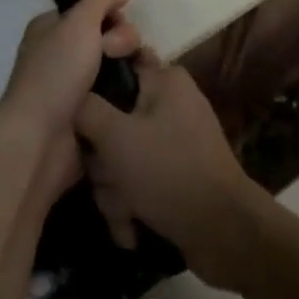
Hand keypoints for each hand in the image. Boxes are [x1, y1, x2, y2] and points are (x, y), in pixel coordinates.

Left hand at [0, 0, 140, 195]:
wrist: (41, 141)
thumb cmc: (55, 73)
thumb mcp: (78, 22)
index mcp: (52, 28)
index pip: (91, 8)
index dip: (110, 12)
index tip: (116, 21)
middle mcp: (61, 53)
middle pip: (108, 35)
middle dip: (121, 40)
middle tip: (113, 54)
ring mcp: (75, 85)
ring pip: (116, 65)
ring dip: (129, 67)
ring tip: (132, 78)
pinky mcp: (90, 114)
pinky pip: (118, 94)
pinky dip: (128, 93)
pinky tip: (137, 97)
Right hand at [75, 54, 265, 288]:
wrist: (226, 237)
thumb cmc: (169, 172)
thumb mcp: (116, 136)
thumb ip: (86, 108)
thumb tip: (71, 97)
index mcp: (164, 79)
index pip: (118, 62)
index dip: (94, 85)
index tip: (79, 113)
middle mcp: (170, 103)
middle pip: (114, 118)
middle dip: (104, 159)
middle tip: (107, 176)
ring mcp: (175, 141)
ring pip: (123, 156)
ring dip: (115, 190)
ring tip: (125, 213)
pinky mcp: (177, 175)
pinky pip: (140, 181)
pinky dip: (132, 206)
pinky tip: (132, 229)